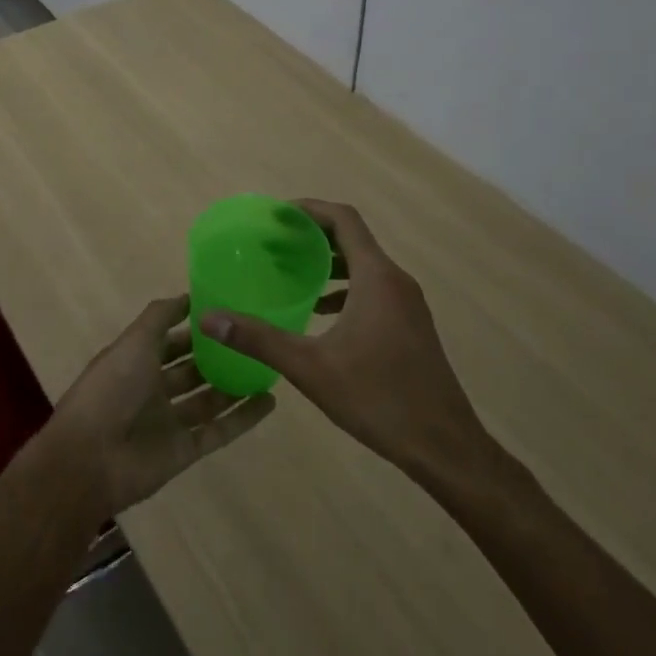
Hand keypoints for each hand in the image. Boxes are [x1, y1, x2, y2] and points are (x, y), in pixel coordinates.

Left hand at [48, 295, 274, 514]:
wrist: (91, 459)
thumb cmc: (111, 389)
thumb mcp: (134, 341)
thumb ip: (160, 317)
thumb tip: (189, 296)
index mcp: (136, 361)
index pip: (169, 340)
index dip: (193, 327)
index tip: (227, 311)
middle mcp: (152, 390)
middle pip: (191, 370)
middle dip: (217, 356)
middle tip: (254, 339)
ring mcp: (170, 422)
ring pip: (208, 399)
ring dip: (234, 385)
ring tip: (268, 367)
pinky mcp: (185, 450)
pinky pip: (220, 431)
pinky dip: (243, 418)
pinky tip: (269, 401)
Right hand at [201, 200, 492, 478]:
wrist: (445, 446)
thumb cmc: (379, 398)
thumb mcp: (310, 368)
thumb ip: (259, 339)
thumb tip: (209, 318)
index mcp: (377, 277)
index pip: (344, 219)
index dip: (310, 209)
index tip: (276, 214)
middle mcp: (396, 281)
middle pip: (353, 239)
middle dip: (312, 236)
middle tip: (272, 244)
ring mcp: (408, 305)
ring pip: (364, 266)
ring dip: (328, 263)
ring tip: (290, 273)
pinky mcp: (410, 326)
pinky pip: (373, 289)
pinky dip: (344, 289)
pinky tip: (319, 313)